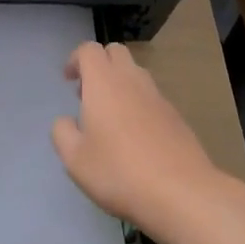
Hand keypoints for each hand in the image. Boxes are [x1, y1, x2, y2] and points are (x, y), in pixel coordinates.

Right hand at [51, 41, 227, 237]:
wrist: (181, 193)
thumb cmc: (119, 172)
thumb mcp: (74, 159)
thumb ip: (62, 132)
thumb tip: (67, 121)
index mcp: (104, 83)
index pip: (89, 50)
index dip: (75, 59)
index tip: (69, 81)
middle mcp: (132, 80)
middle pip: (116, 53)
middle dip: (99, 65)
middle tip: (88, 95)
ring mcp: (158, 97)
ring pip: (136, 74)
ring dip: (119, 84)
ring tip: (110, 118)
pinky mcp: (176, 116)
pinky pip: (151, 97)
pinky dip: (138, 104)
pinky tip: (135, 138)